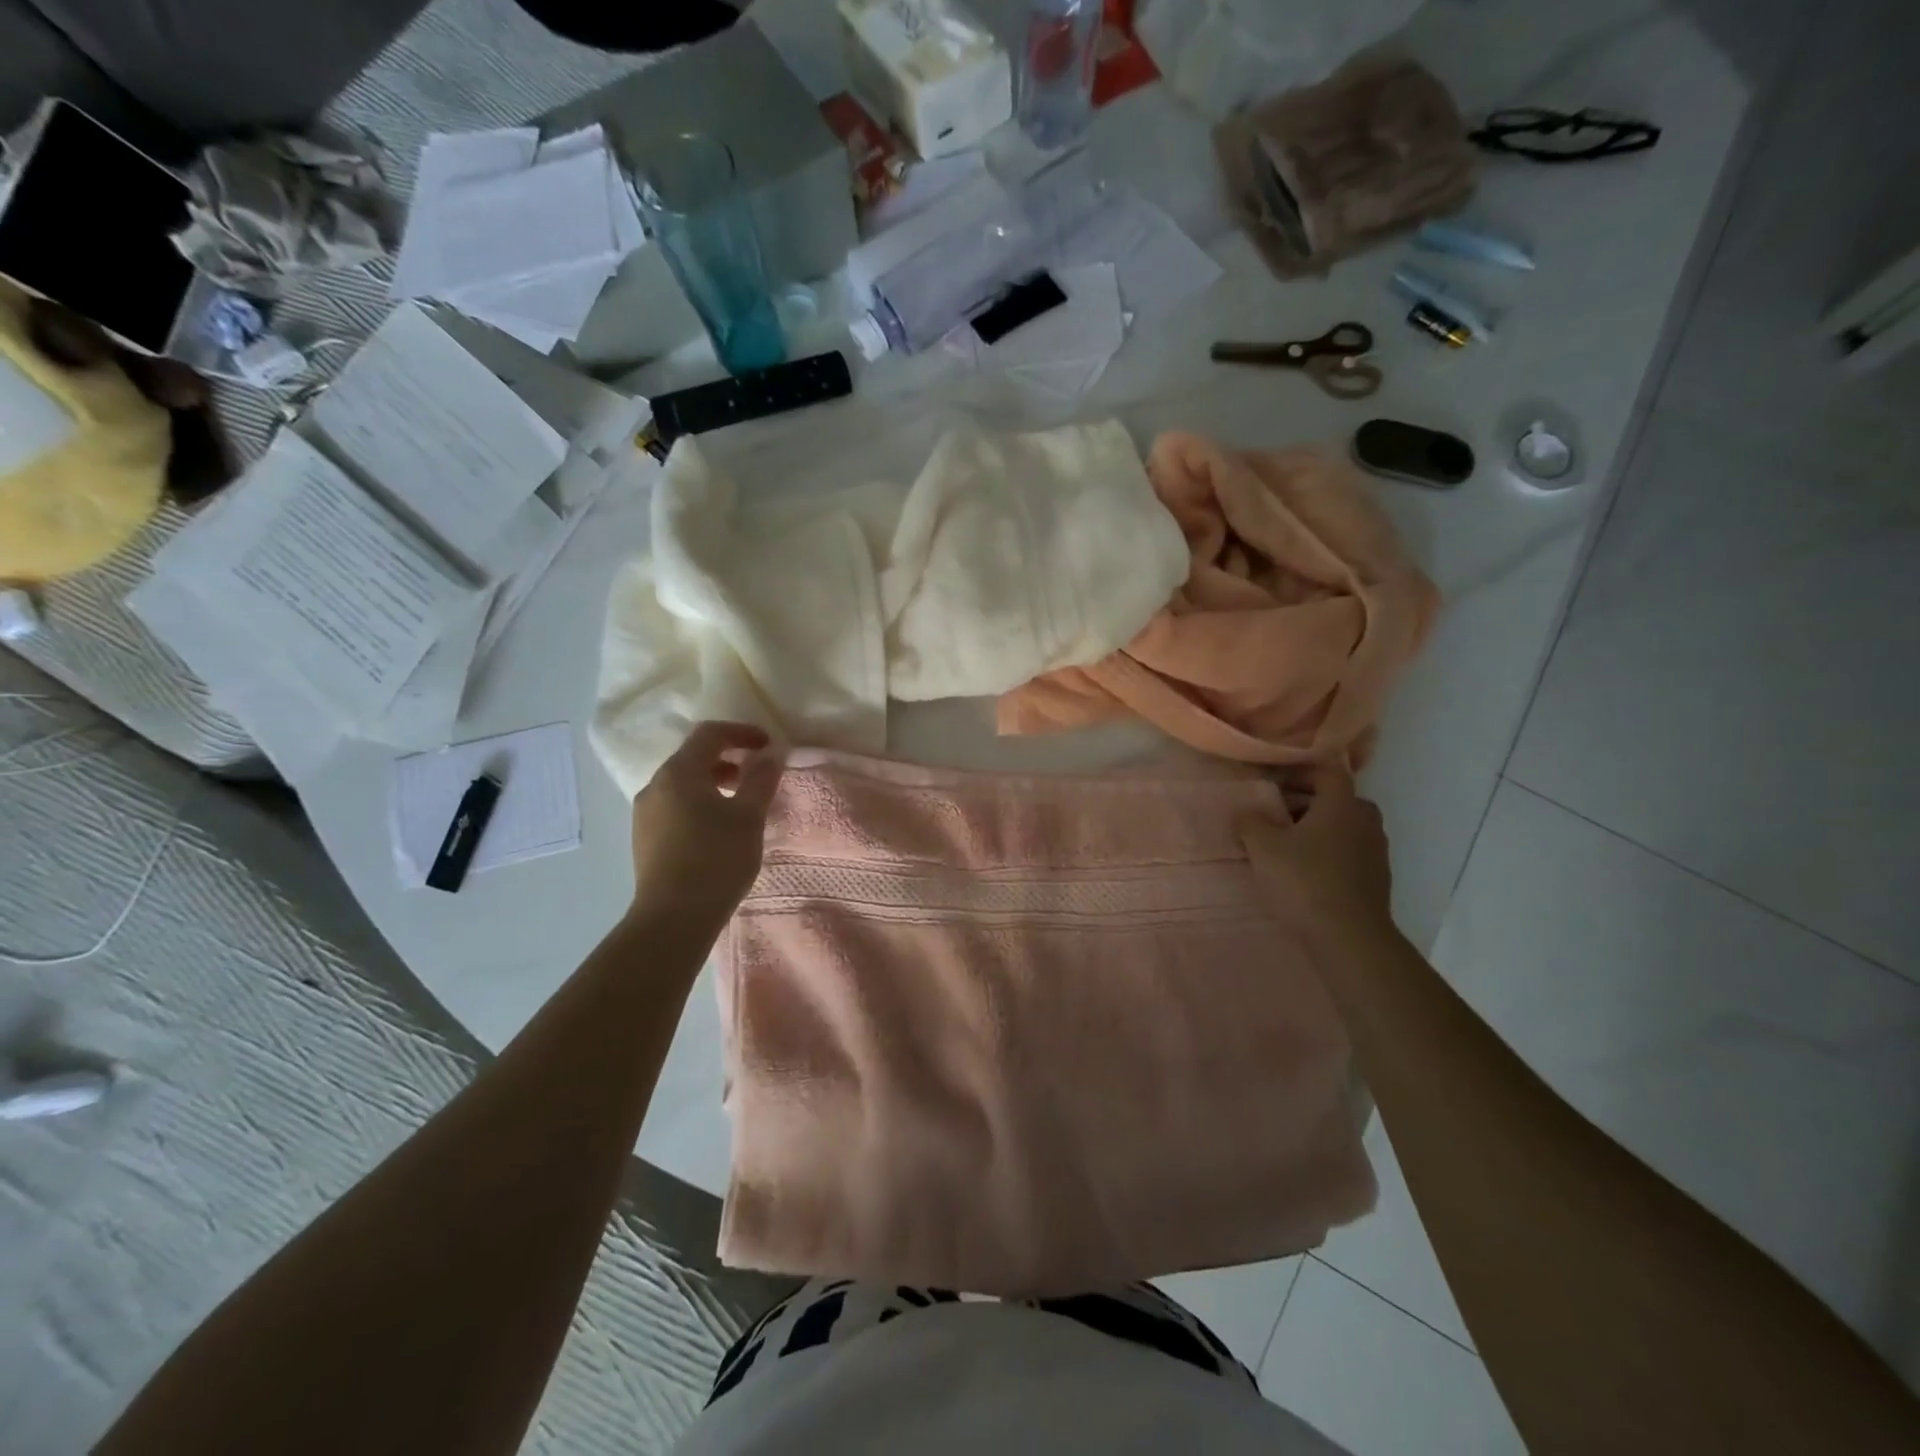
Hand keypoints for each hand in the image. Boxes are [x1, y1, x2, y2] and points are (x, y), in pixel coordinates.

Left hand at [630, 722, 784, 924]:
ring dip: (714, 781)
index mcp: (678, 772)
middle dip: (728, 757)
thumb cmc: (716, 859)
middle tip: (757, 772)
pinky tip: (718, 827)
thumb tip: (771, 754)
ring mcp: (645, 813)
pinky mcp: (645, 838)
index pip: (709, 734)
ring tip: (741, 802)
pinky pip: (675, 805)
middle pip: (693, 757)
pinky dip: (699, 802)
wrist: (673, 918)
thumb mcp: (748, 817)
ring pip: (683, 783)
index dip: (741, 732)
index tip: (768, 745)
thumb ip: (761, 779)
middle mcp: (655, 785)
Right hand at [1240, 767, 1393, 939]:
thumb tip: (1245, 811)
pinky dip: (1328, 853)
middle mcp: (1365, 821)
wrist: (1349, 938)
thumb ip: (1249, 822)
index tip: (1273, 785)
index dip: (1299, 772)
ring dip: (1316, 829)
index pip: (1326, 771)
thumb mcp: (1262, 847)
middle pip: (1336, 799)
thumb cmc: (1304, 881)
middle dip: (1306, 803)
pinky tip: (1304, 872)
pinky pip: (1349, 852)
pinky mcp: (1377, 879)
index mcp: (1342, 804)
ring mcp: (1376, 851)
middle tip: (1276, 815)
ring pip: (1343, 827)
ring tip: (1286, 846)